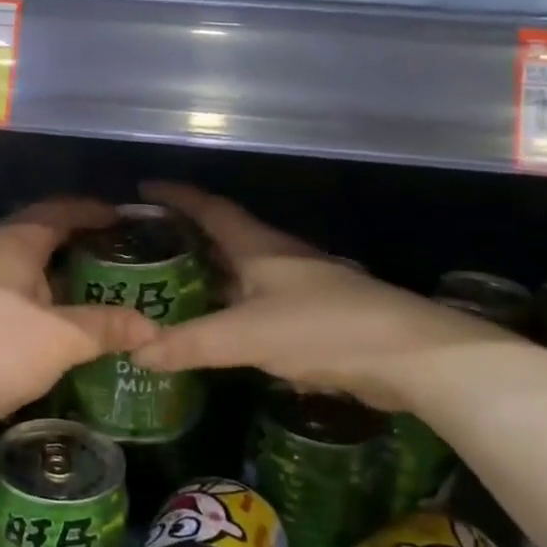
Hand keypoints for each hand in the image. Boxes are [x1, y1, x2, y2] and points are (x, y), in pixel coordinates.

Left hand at [0, 198, 158, 427]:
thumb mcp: (60, 338)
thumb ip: (106, 327)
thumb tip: (152, 328)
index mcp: (13, 242)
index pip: (58, 211)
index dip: (92, 211)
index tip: (123, 218)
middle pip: (38, 232)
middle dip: (75, 238)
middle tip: (113, 251)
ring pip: (23, 264)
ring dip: (56, 270)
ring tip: (92, 284)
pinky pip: (11, 288)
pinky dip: (39, 294)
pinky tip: (55, 318)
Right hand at [126, 183, 503, 404]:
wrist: (410, 356)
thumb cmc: (321, 328)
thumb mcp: (245, 335)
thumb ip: (189, 343)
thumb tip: (136, 350)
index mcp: (258, 247)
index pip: (209, 209)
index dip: (176, 196)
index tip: (143, 190)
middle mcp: (278, 258)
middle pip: (224, 237)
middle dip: (186, 237)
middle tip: (144, 247)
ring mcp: (299, 287)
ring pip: (242, 272)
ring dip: (210, 275)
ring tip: (171, 288)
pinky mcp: (314, 317)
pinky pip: (258, 303)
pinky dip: (232, 308)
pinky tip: (218, 328)